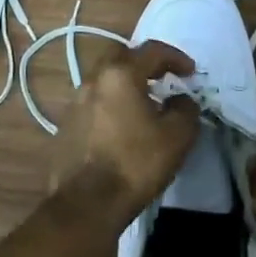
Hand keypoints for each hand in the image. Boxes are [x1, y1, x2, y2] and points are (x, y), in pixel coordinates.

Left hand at [59, 41, 200, 225]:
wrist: (86, 205)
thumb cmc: (135, 164)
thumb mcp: (177, 136)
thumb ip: (185, 109)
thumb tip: (181, 100)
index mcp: (120, 75)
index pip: (151, 51)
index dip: (175, 57)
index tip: (191, 72)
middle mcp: (93, 81)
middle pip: (120, 57)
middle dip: (143, 63)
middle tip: (162, 78)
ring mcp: (74, 104)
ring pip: (103, 81)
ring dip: (125, 85)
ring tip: (143, 106)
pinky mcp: (65, 127)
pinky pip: (93, 104)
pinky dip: (110, 106)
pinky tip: (121, 128)